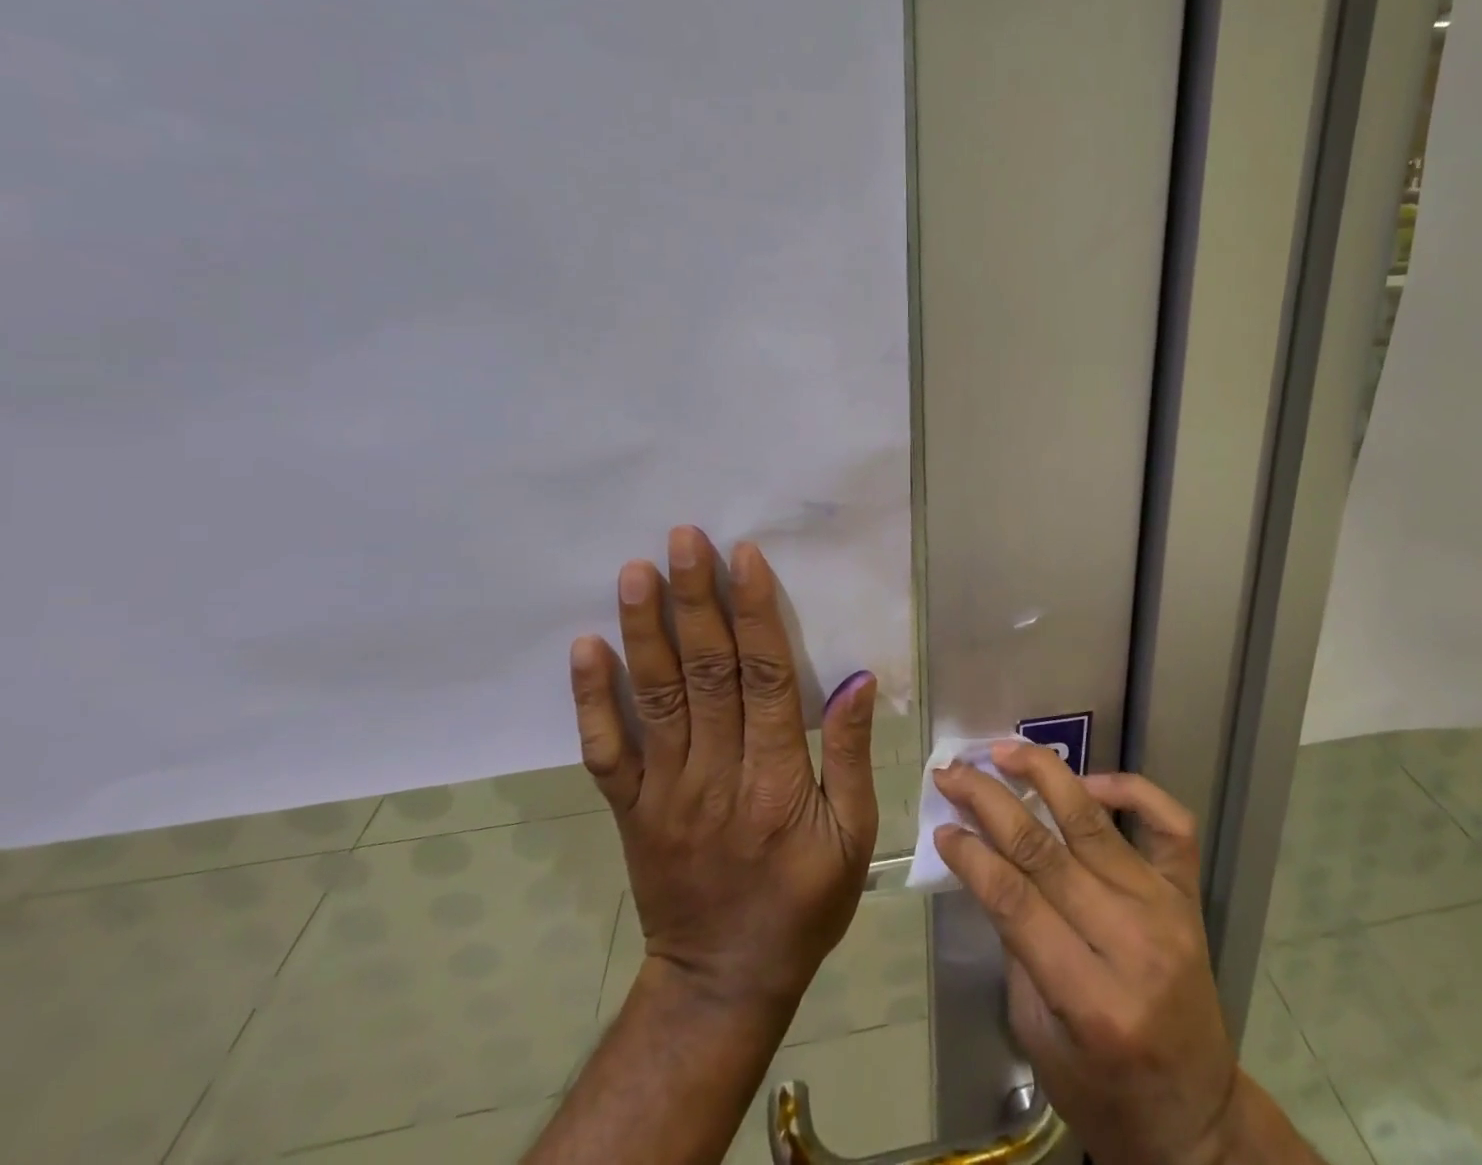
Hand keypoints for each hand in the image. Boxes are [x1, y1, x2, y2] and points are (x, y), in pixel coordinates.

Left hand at [568, 525, 879, 1011]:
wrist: (723, 981)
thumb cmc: (804, 903)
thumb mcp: (854, 837)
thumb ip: (852, 755)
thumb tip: (857, 679)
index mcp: (777, 780)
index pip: (766, 678)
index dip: (755, 613)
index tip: (744, 557)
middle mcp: (716, 774)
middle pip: (706, 673)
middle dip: (696, 600)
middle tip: (684, 539)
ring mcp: (665, 791)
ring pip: (655, 697)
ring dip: (645, 630)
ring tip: (636, 571)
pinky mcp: (631, 809)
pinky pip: (606, 749)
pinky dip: (592, 698)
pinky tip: (586, 647)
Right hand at [932, 746, 1247, 1164]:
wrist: (1195, 1117)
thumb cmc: (1103, 1091)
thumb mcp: (1039, 1038)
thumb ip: (1016, 947)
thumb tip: (986, 862)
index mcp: (1090, 999)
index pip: (1016, 901)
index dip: (972, 856)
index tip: (942, 825)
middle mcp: (1132, 943)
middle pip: (1046, 851)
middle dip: (990, 802)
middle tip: (954, 773)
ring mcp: (1166, 910)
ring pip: (1095, 822)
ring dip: (1044, 776)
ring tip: (1004, 751)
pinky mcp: (1189, 894)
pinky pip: (1169, 822)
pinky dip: (1131, 789)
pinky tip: (1091, 781)